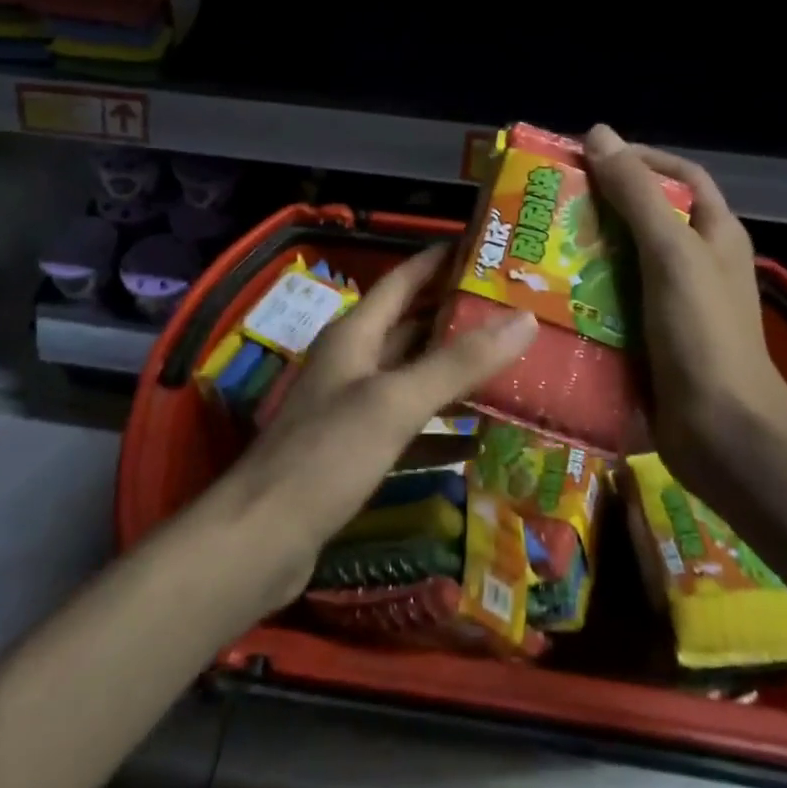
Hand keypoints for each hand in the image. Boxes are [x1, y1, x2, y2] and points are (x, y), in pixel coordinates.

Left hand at [216, 244, 538, 604]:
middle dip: (459, 318)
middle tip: (517, 312)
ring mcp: (353, 409)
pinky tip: (482, 440)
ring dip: (456, 374)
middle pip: (412, 328)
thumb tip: (524, 320)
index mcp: (355, 335)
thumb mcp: (395, 402)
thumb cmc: (327, 455)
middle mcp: (353, 363)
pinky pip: (410, 429)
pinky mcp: (357, 452)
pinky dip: (443, 431)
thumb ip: (458, 362)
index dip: (439, 261)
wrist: (262, 539)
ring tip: (513, 368)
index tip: (486, 248)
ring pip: (414, 379)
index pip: (402, 280)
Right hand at [582, 124, 786, 484]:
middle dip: (599, 206)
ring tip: (536, 245)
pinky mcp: (649, 338)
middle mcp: (694, 263)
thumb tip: (599, 134)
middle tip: (548, 202)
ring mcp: (672, 303)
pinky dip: (582, 294)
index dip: (640, 158)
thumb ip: (636, 195)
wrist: (723, 434)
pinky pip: (611, 303)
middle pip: (644, 217)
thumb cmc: (704, 333)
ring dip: (584, 252)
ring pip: (622, 261)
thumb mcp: (672, 253)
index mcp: (714, 234)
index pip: (680, 176)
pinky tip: (546, 294)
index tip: (589, 156)